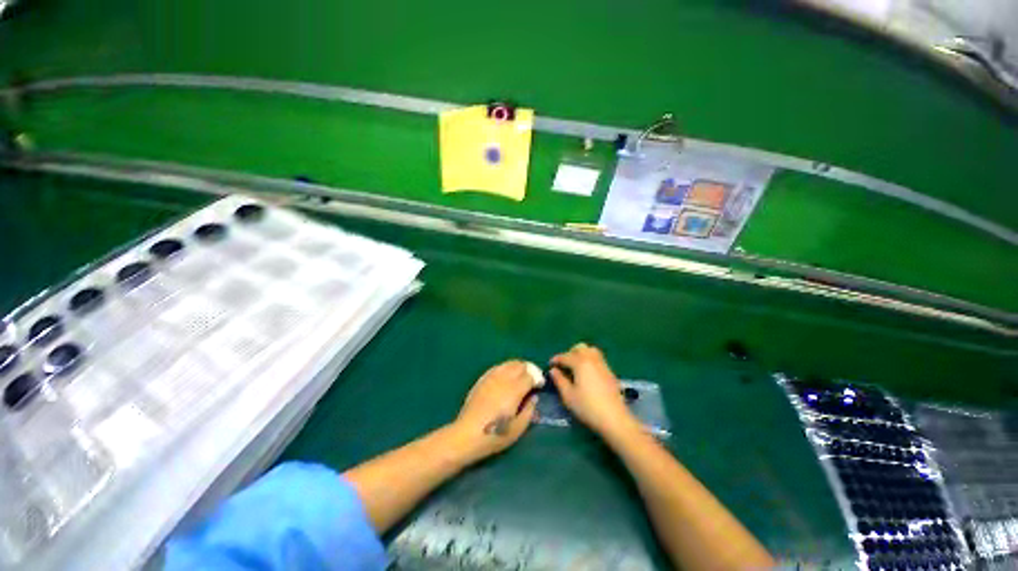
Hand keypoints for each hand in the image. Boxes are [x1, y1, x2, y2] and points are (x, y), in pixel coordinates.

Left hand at [451, 360, 538, 463]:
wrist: (467, 434)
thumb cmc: (495, 435)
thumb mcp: (518, 429)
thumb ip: (529, 410)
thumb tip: (534, 397)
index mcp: (515, 390)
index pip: (530, 376)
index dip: (537, 378)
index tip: (540, 385)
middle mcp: (504, 379)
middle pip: (520, 365)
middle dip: (529, 370)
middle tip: (533, 378)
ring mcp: (491, 377)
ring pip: (508, 363)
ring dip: (518, 366)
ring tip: (521, 375)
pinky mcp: (482, 379)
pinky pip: (497, 367)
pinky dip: (506, 367)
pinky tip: (506, 375)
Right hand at [550, 343, 637, 438]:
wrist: (614, 418)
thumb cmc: (587, 407)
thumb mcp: (568, 396)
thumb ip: (559, 380)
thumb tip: (553, 371)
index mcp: (580, 363)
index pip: (565, 356)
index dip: (556, 359)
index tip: (550, 364)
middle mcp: (592, 359)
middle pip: (580, 348)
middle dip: (570, 353)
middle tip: (564, 363)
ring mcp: (603, 365)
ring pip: (591, 350)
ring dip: (581, 354)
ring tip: (575, 366)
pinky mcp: (610, 372)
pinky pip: (598, 358)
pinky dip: (590, 360)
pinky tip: (587, 373)